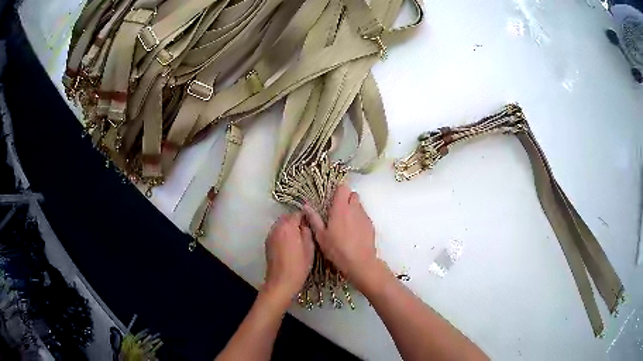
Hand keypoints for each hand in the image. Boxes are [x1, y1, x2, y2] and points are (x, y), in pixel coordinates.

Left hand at [263, 212, 314, 303]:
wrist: (281, 282)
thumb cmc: (298, 266)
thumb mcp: (309, 248)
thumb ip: (307, 232)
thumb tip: (305, 224)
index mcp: (288, 227)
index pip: (297, 213)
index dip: (305, 217)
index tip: (312, 224)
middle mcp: (277, 228)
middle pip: (287, 218)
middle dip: (296, 221)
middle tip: (306, 232)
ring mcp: (270, 235)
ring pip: (281, 225)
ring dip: (289, 228)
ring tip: (298, 239)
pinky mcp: (267, 243)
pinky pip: (277, 233)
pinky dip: (283, 234)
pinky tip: (289, 245)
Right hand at [303, 184, 380, 290]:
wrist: (360, 262)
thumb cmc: (337, 250)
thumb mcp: (321, 236)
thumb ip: (314, 219)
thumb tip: (306, 206)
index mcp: (341, 209)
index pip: (343, 188)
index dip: (338, 191)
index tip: (332, 199)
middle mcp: (354, 209)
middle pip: (353, 194)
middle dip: (346, 198)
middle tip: (338, 210)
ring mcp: (364, 216)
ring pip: (359, 205)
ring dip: (353, 209)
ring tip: (345, 223)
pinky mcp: (371, 225)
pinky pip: (364, 215)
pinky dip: (359, 218)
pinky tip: (354, 231)